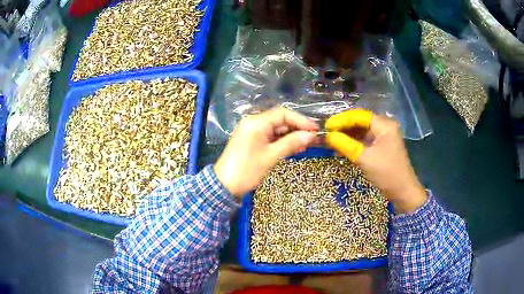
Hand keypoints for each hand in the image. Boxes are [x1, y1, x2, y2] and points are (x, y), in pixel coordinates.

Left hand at [214, 108, 318, 197]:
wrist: (224, 185)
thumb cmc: (247, 170)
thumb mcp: (271, 156)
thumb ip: (291, 143)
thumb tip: (311, 135)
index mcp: (256, 122)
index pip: (283, 114)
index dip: (301, 120)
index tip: (315, 130)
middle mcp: (253, 122)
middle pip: (280, 120)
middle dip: (297, 129)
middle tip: (313, 139)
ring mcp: (252, 131)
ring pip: (276, 129)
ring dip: (291, 136)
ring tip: (306, 145)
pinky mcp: (252, 140)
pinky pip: (270, 137)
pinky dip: (282, 142)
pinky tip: (294, 148)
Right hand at [325, 109, 426, 213]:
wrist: (402, 192)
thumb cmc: (387, 174)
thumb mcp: (364, 159)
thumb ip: (345, 144)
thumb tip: (328, 136)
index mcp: (384, 125)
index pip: (359, 115)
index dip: (342, 119)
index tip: (327, 126)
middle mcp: (384, 127)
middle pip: (360, 121)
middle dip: (343, 127)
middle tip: (326, 133)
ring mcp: (382, 137)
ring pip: (361, 131)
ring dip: (346, 135)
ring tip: (330, 140)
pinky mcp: (380, 147)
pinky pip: (364, 141)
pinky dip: (352, 143)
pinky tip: (340, 148)